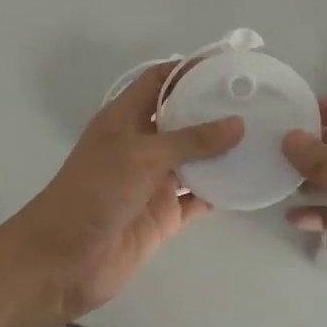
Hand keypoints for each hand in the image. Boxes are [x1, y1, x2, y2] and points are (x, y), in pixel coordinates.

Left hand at [1, 63, 243, 323]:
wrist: (63, 261)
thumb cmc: (95, 192)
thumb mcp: (143, 156)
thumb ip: (192, 140)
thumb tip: (238, 123)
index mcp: (125, 118)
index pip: (158, 81)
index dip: (187, 69)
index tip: (226, 65)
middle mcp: (141, 144)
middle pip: (182, 118)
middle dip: (213, 110)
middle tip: (256, 102)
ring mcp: (153, 181)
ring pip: (195, 159)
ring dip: (222, 152)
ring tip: (262, 138)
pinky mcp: (164, 215)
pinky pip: (198, 197)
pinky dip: (220, 191)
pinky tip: (249, 183)